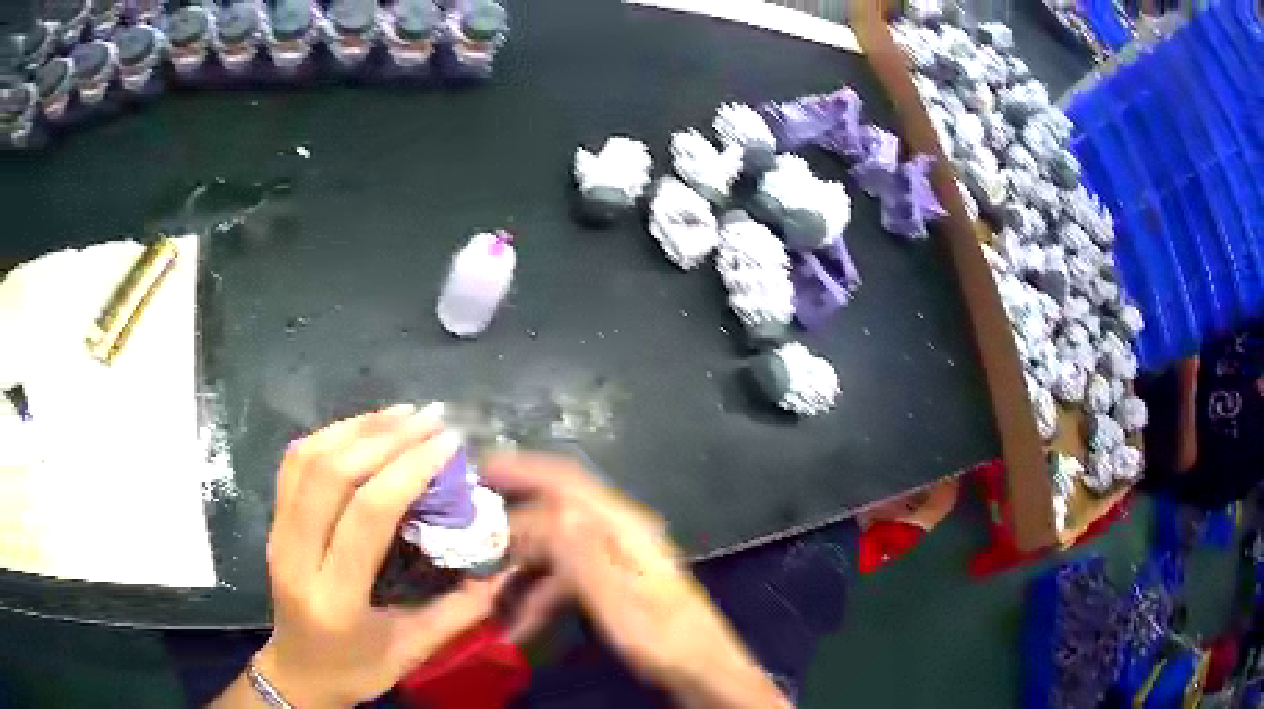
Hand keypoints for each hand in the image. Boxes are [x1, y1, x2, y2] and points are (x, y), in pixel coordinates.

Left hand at [227, 404, 506, 707]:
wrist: (298, 671)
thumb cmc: (357, 669)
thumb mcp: (413, 651)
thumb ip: (459, 611)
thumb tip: (501, 569)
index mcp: (335, 597)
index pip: (367, 515)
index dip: (408, 470)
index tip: (447, 445)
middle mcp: (296, 557)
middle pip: (331, 474)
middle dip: (385, 438)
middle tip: (431, 419)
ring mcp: (277, 533)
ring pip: (308, 459)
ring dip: (357, 428)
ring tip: (402, 414)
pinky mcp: (273, 522)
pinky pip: (294, 463)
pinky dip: (329, 436)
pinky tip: (362, 428)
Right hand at [483, 453, 789, 708]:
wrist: (699, 668)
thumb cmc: (659, 634)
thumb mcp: (614, 595)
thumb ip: (579, 550)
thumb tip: (545, 508)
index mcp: (621, 526)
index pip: (566, 481)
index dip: (523, 468)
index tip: (479, 468)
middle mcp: (617, 533)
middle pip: (553, 516)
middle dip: (510, 531)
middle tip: (470, 549)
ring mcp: (614, 559)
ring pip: (555, 550)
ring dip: (521, 571)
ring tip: (487, 596)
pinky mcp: (612, 584)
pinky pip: (565, 578)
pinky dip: (540, 595)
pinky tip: (520, 623)